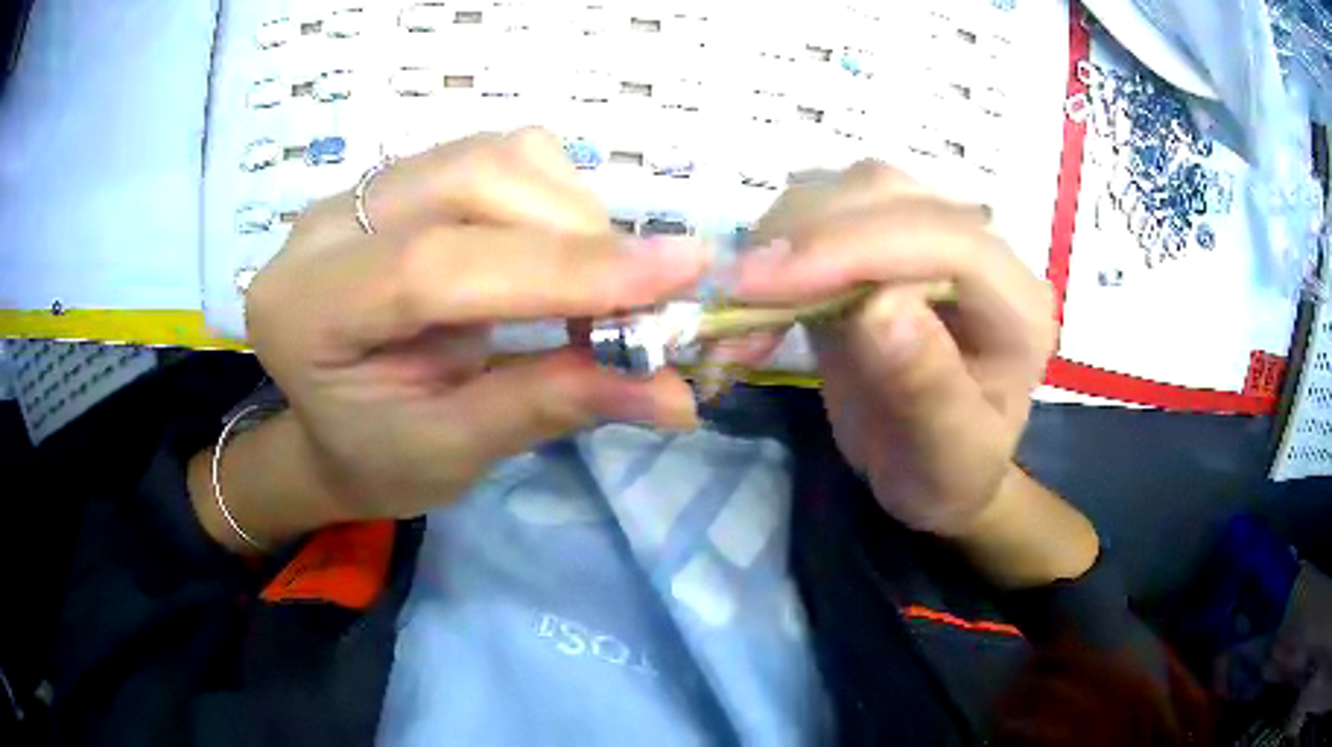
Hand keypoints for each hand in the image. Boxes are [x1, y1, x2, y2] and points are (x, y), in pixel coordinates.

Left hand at [201, 130, 706, 547]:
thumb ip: (553, 405)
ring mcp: (361, 191)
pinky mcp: (402, 179)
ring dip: (571, 213)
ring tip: (591, 288)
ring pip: (495, 155)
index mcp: (307, 312)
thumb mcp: (457, 452)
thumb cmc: (380, 457)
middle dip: (578, 235)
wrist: (335, 428)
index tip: (682, 273)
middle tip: (639, 302)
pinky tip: (552, 256)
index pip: (435, 266)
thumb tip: (677, 394)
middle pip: (474, 180)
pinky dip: (554, 199)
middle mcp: (323, 228)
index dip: (564, 267)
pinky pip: (499, 155)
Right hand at [734, 161, 1056, 537]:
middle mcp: (980, 250)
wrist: (933, 469)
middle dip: (807, 232)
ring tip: (740, 303)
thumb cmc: (948, 473)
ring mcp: (927, 236)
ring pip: (847, 189)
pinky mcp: (881, 243)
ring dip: (783, 234)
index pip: (947, 239)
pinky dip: (775, 244)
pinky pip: (821, 213)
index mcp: (1017, 303)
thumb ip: (927, 387)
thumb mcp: (946, 456)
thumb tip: (877, 309)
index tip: (766, 284)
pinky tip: (753, 295)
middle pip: (890, 193)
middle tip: (737, 291)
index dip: (857, 247)